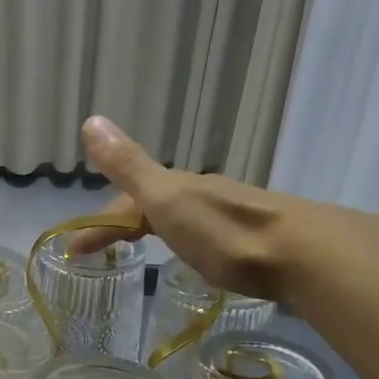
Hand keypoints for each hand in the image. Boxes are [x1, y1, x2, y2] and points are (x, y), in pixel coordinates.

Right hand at [76, 115, 378, 314]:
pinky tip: (195, 258)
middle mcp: (204, 196)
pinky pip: (207, 235)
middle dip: (124, 224)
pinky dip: (186, 242)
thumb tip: (91, 120)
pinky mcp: (255, 240)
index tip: (74, 251)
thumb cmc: (225, 232)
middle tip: (103, 254)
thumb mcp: (167, 199)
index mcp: (178, 189)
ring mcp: (232, 216)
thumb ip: (129, 166)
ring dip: (157, 230)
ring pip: (183, 219)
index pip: (126, 202)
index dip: (98, 222)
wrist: (304, 254)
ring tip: (143, 253)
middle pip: (154, 206)